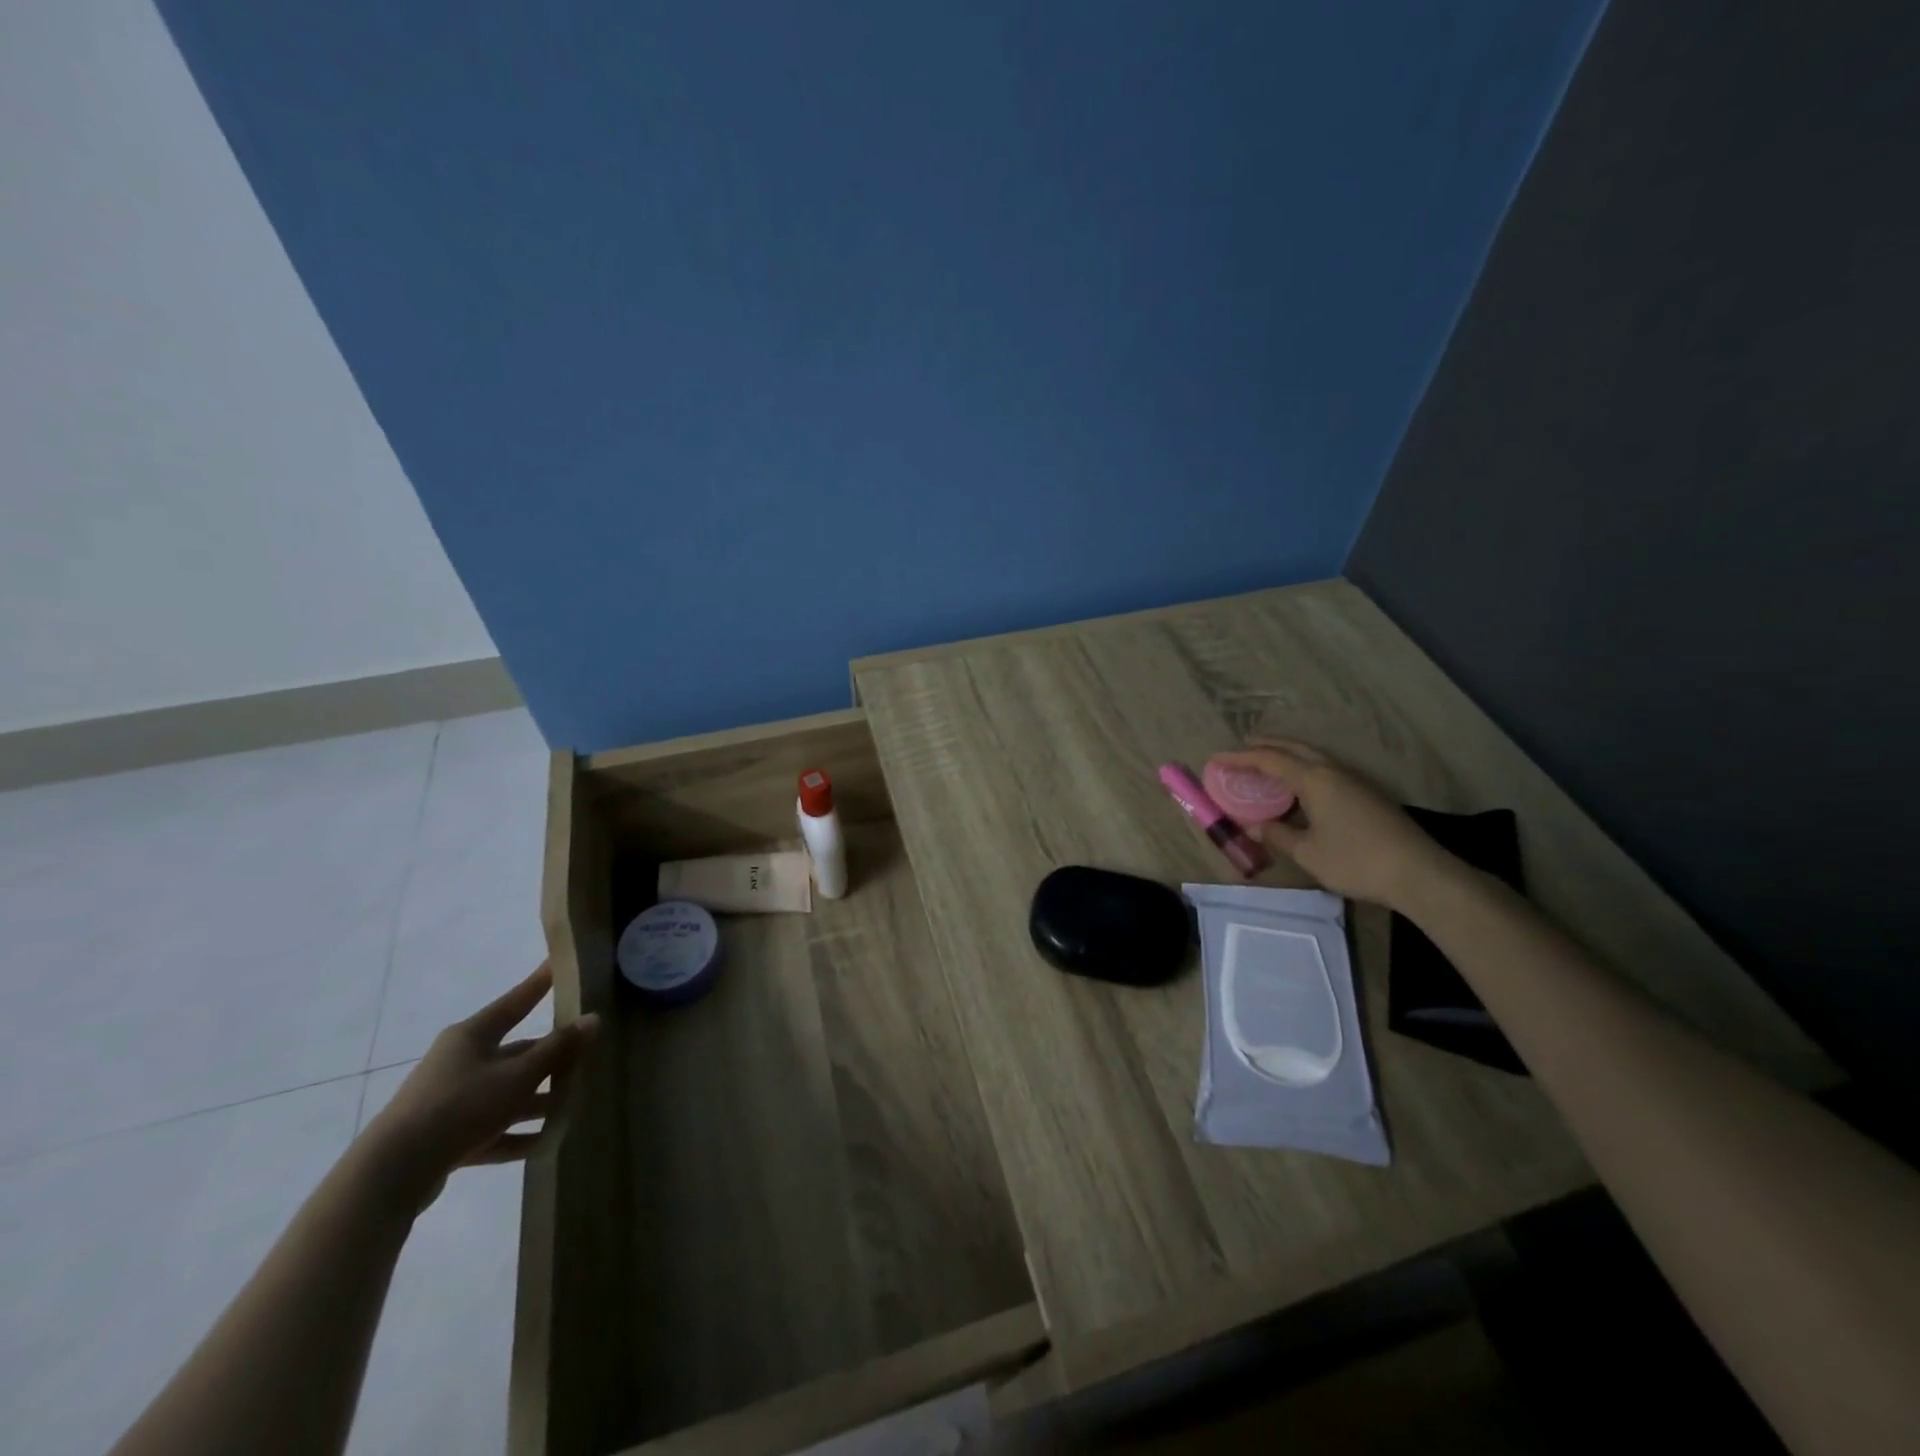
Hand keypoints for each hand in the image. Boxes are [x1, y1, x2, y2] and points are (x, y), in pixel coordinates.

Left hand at [360, 963, 598, 1211]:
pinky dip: (516, 1134)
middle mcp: (460, 1061)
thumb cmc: (460, 1106)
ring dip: (537, 1100)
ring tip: (572, 1106)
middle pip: (516, 1052)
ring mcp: (451, 1099)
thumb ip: (557, 1049)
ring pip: (506, 1092)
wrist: (393, 1174)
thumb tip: (593, 1018)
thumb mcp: (517, 1076)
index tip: (560, 964)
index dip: (540, 983)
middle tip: (586, 1055)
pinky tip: (543, 1143)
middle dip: (551, 1058)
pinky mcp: (447, 1136)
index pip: (516, 1001)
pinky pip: (491, 1129)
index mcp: (472, 1036)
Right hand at [1207, 740, 1448, 910]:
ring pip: (1313, 756)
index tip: (1216, 759)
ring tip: (1268, 763)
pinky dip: (1304, 768)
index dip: (1240, 758)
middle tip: (1243, 746)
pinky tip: (1301, 786)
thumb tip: (1253, 826)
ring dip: (1287, 755)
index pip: (1269, 760)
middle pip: (1294, 748)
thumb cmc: (1356, 860)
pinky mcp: (1367, 794)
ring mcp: (1354, 780)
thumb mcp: (1308, 852)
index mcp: (1314, 779)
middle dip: (1266, 745)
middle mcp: (1333, 771)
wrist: (1419, 873)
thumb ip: (1278, 835)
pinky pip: (1326, 769)